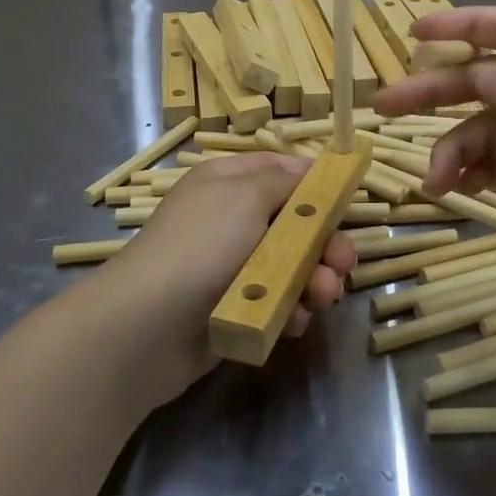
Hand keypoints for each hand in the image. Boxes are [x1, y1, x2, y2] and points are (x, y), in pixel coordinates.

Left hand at [91, 152, 355, 406]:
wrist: (148, 325)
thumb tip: (310, 170)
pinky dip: (289, 310)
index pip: (279, 169)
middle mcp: (231, 220)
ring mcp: (231, 266)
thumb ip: (285, 180)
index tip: (348, 198)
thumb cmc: (202, 245)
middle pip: (293, 222)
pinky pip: (275, 303)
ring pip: (291, 266)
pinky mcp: (234, 308)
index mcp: (228, 183)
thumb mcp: (245, 194)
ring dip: (315, 279)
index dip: (314, 182)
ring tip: (323, 295)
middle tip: (343, 262)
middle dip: (324, 242)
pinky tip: (293, 320)